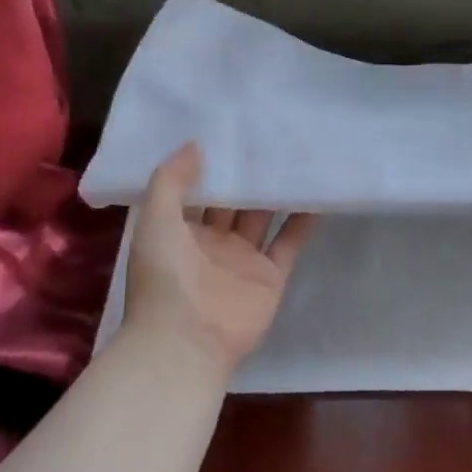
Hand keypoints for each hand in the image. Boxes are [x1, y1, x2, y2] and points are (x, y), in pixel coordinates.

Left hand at [124, 144, 314, 376]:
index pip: (198, 189)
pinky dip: (303, 220)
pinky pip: (290, 241)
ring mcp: (244, 259)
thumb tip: (196, 144)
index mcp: (180, 230)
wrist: (186, 341)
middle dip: (249, 174)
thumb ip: (171, 180)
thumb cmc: (165, 276)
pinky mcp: (271, 276)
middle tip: (270, 135)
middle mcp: (213, 242)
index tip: (231, 131)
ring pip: (264, 217)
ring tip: (297, 156)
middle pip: (234, 201)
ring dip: (277, 192)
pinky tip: (317, 193)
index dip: (213, 163)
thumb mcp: (154, 219)